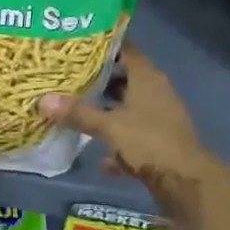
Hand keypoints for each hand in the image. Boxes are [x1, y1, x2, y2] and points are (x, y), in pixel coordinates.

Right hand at [41, 44, 217, 218]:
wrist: (187, 183)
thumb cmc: (149, 141)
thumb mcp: (109, 126)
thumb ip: (78, 113)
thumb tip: (42, 100)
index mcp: (147, 77)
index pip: (125, 49)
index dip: (103, 46)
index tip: (78, 45)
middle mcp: (155, 91)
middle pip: (124, 78)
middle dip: (99, 80)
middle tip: (69, 78)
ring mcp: (160, 118)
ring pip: (129, 108)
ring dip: (108, 113)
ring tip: (78, 113)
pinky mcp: (161, 144)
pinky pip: (135, 137)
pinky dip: (119, 145)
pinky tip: (102, 160)